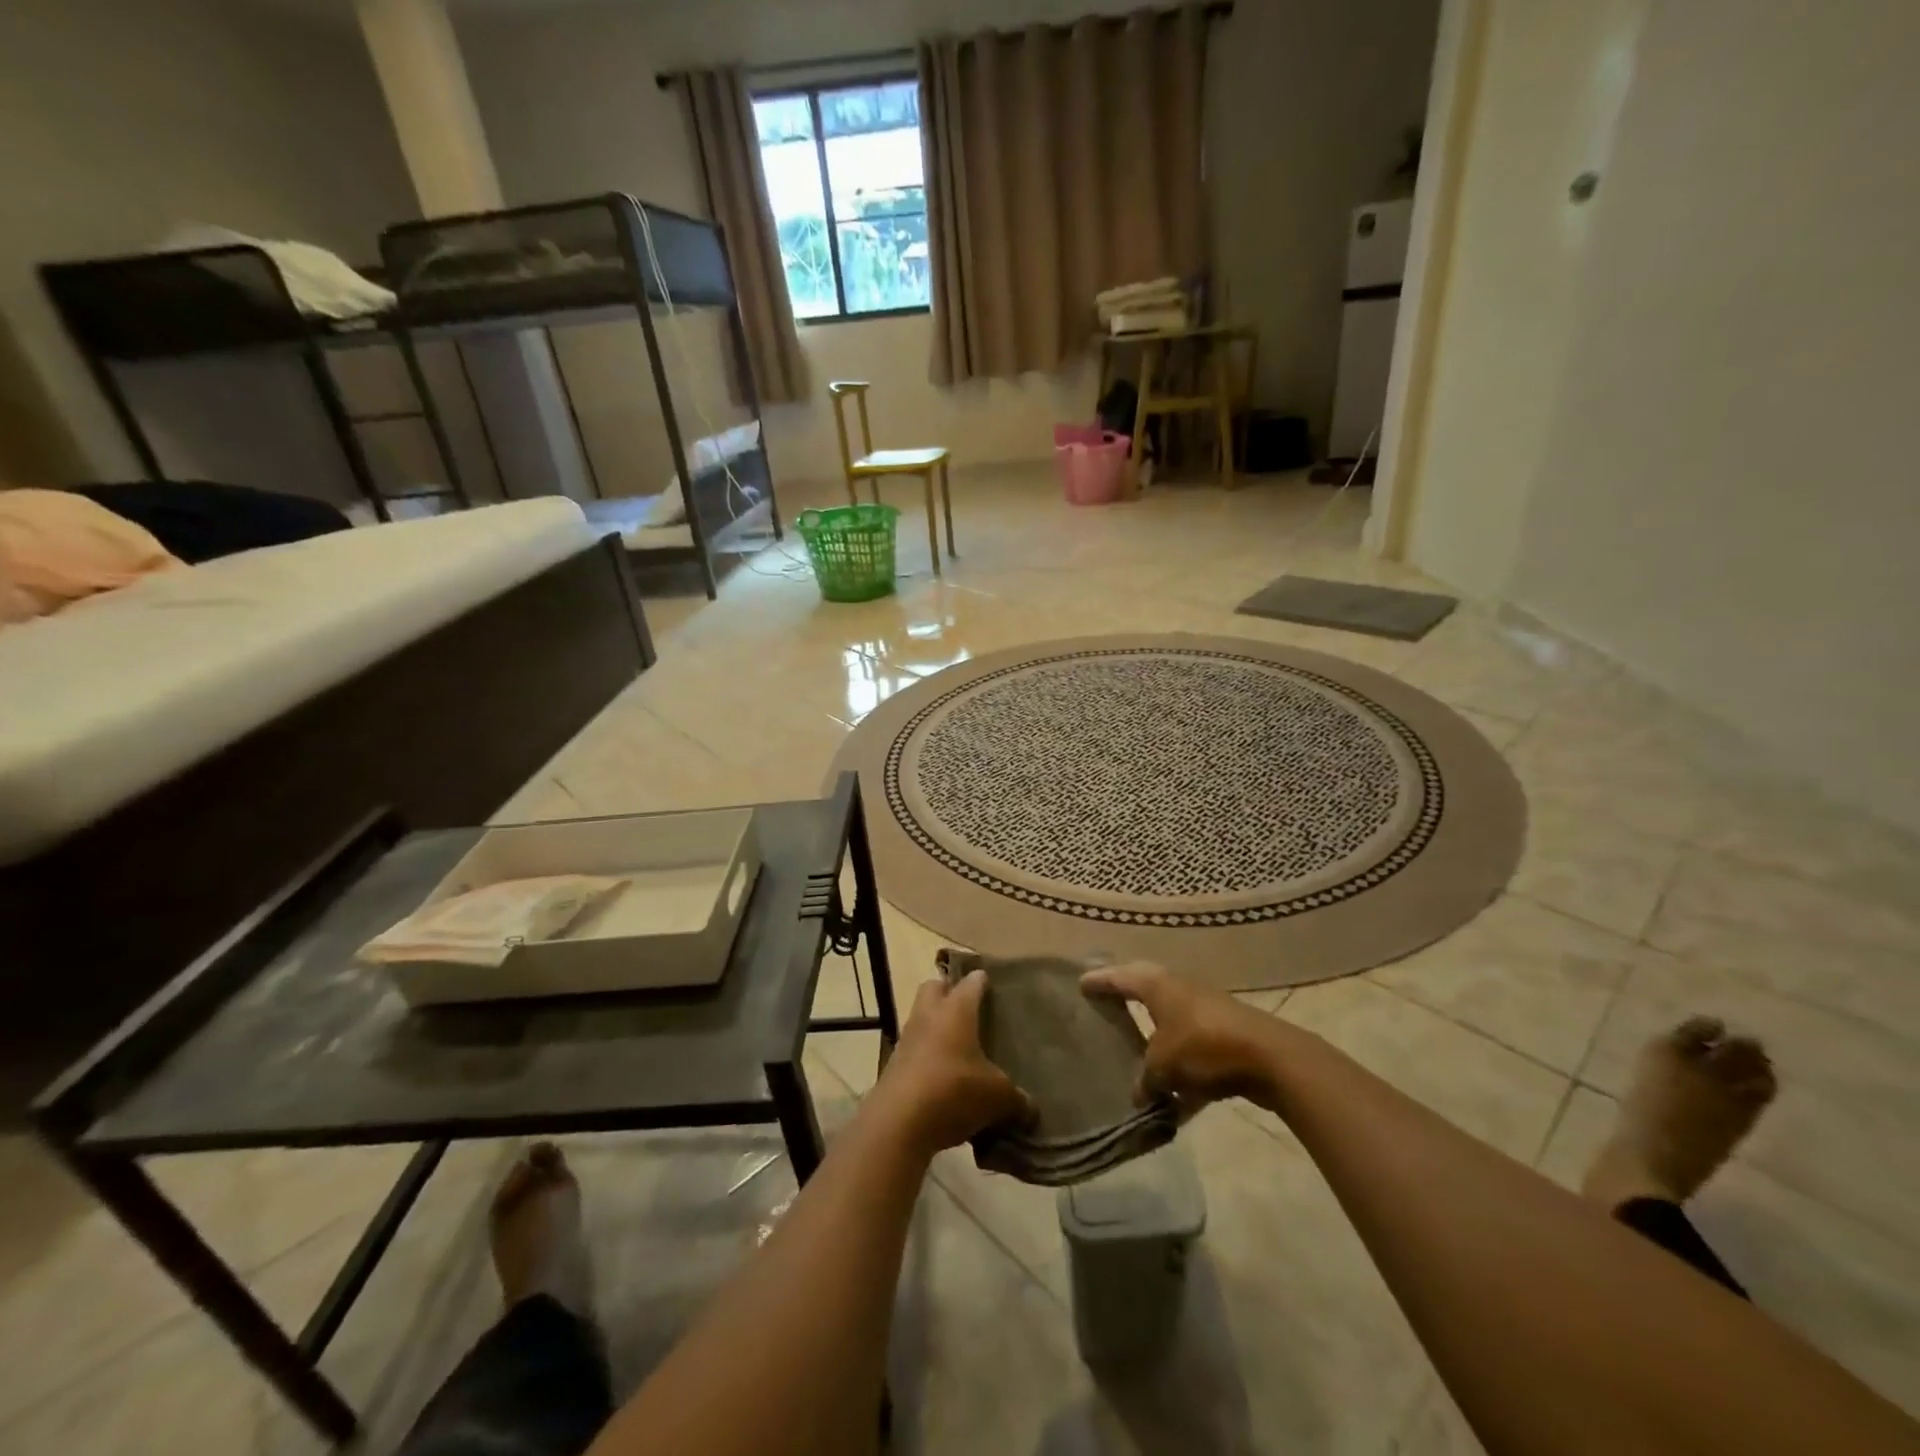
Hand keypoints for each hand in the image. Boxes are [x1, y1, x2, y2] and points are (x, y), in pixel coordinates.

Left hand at [872, 971, 1035, 1155]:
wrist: (898, 1123)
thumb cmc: (954, 1091)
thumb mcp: (997, 1097)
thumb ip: (1017, 1099)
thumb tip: (1031, 1108)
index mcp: (956, 1009)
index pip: (972, 982)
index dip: (982, 981)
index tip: (993, 984)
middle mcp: (929, 1015)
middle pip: (934, 987)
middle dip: (949, 992)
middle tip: (970, 1009)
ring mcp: (907, 1039)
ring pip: (921, 1017)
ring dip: (936, 1026)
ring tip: (958, 1048)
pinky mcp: (894, 1065)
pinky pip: (914, 1050)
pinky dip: (926, 1057)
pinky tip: (943, 1079)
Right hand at [1082, 961, 1286, 1114]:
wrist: (1270, 1058)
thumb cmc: (1204, 1047)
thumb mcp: (1162, 1066)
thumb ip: (1145, 1079)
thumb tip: (1138, 1094)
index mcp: (1158, 986)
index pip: (1120, 978)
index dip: (1100, 981)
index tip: (1081, 983)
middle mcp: (1180, 991)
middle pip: (1146, 993)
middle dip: (1127, 1002)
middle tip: (1106, 1007)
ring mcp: (1206, 1013)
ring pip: (1171, 1025)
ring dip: (1156, 1041)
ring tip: (1135, 1056)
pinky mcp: (1227, 1038)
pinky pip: (1194, 1054)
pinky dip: (1183, 1073)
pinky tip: (1175, 1104)